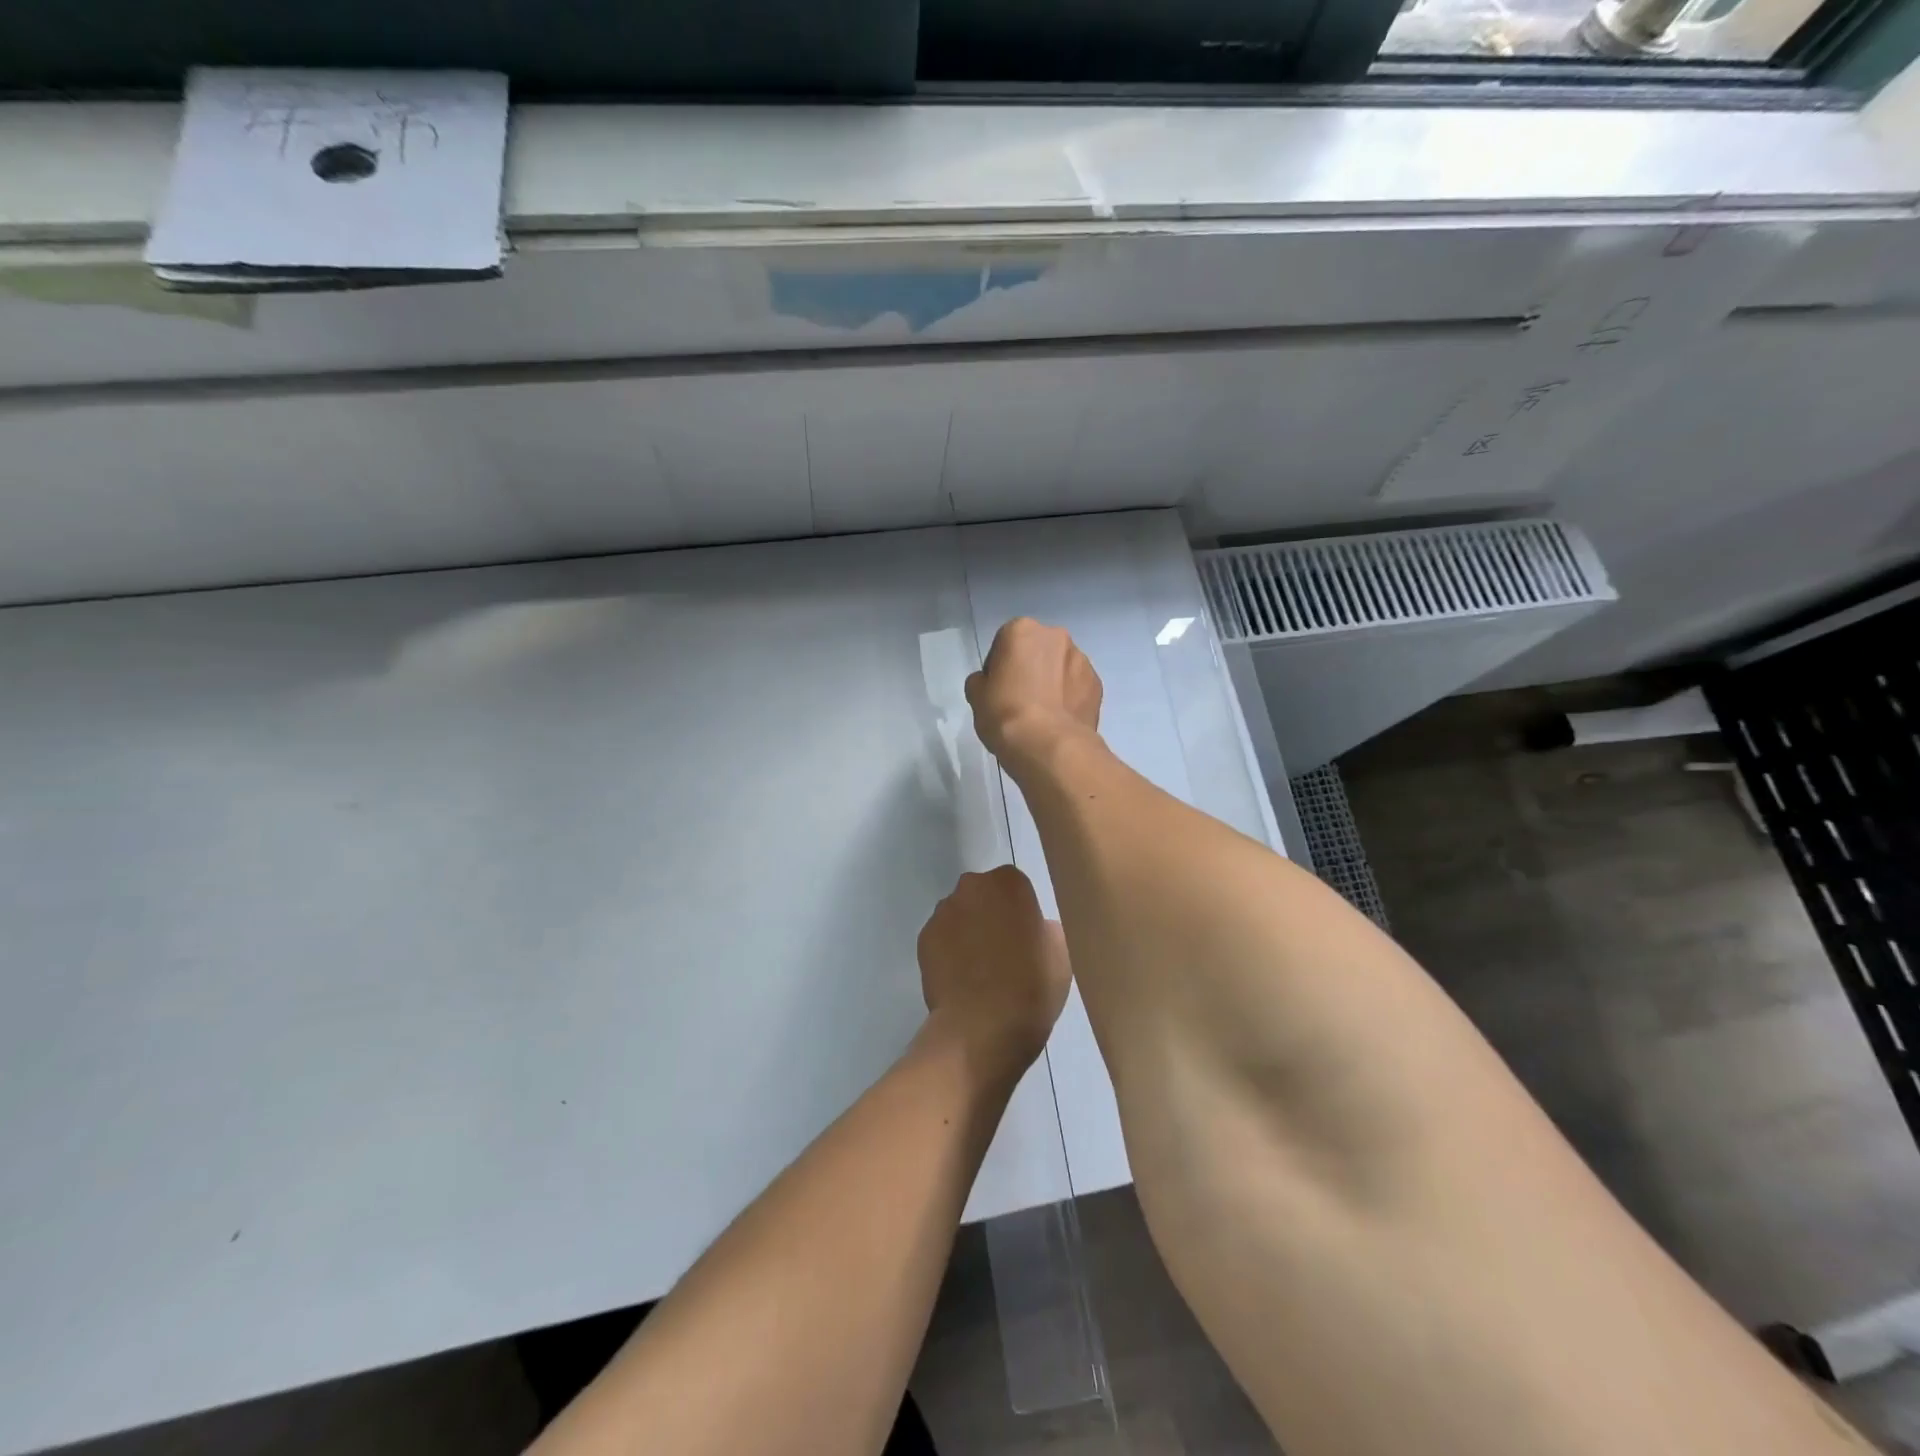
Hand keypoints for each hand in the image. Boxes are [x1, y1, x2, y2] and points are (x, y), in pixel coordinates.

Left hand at [917, 866, 1071, 1081]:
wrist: (983, 1027)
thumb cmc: (1031, 986)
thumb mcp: (1061, 953)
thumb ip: (1045, 928)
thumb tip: (1034, 929)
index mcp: (1008, 883)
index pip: (1014, 885)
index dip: (1020, 910)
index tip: (1026, 936)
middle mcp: (971, 887)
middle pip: (983, 894)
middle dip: (990, 914)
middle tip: (1004, 950)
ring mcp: (942, 912)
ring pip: (959, 915)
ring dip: (968, 931)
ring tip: (980, 969)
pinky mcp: (923, 939)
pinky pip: (941, 938)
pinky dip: (949, 951)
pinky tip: (961, 979)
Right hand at [965, 618, 1101, 769]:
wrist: (1048, 745)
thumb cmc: (1005, 713)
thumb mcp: (975, 696)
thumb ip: (981, 680)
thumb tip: (989, 682)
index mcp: (1022, 630)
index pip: (1004, 643)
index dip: (999, 668)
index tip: (997, 690)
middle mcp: (1056, 636)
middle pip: (1037, 651)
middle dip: (1030, 669)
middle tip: (1019, 700)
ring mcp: (1082, 659)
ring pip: (1061, 667)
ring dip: (1052, 682)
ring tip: (1042, 714)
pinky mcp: (1097, 684)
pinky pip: (1077, 687)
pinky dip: (1069, 698)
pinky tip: (1059, 721)